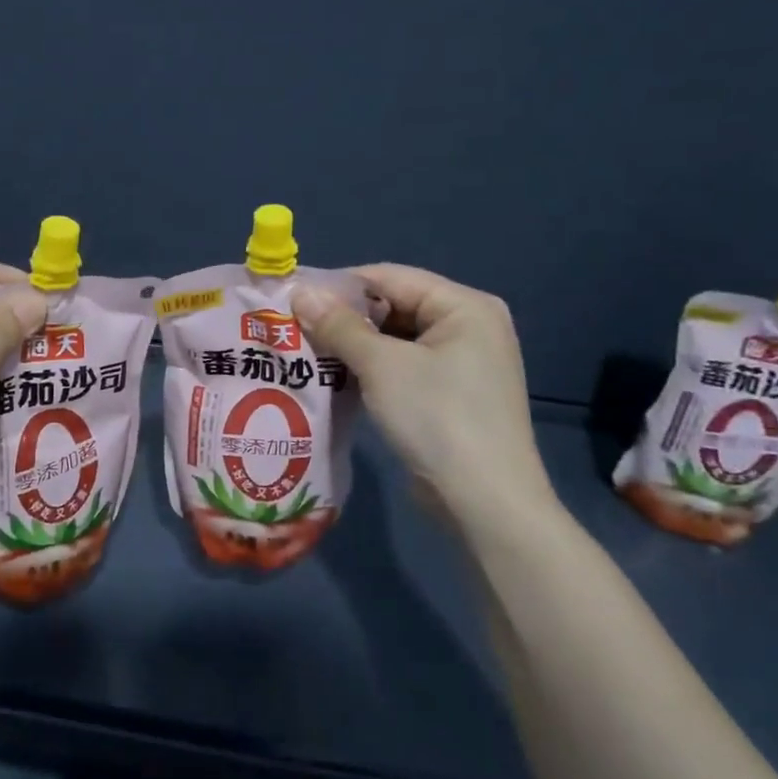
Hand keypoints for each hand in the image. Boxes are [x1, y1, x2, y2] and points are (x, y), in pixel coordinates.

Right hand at [293, 265, 554, 522]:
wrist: (484, 502)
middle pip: (394, 306)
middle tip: (294, 327)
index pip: (389, 277)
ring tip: (306, 351)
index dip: (339, 285)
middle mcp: (468, 326)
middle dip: (345, 317)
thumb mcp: (382, 365)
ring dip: (353, 345)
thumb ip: (339, 325)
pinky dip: (370, 369)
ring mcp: (462, 363)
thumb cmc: (437, 418)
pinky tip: (335, 378)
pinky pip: (402, 366)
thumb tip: (300, 292)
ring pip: (395, 339)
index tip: (293, 298)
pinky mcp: (450, 395)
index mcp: (464, 306)